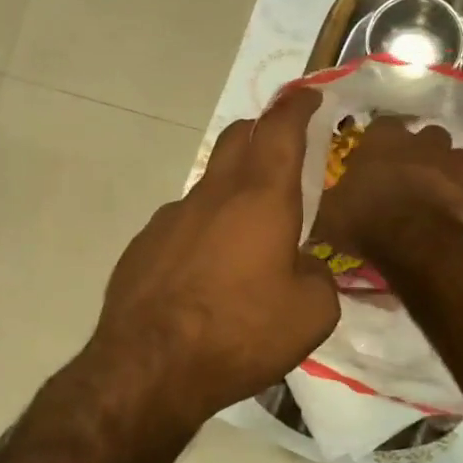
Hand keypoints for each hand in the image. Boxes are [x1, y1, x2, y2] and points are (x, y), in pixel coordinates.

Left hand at [89, 88, 338, 426]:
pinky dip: (203, 229)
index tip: (309, 95)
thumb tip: (303, 265)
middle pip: (237, 138)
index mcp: (261, 198)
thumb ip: (318, 276)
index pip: (281, 129)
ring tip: (248, 233)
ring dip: (232, 189)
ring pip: (208, 183)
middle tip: (282, 148)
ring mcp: (171, 217)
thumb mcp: (311, 314)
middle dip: (262, 131)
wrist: (148, 367)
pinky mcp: (144, 244)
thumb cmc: (239, 334)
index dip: (298, 106)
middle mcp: (213, 195)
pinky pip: (183, 223)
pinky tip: (206, 271)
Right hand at [312, 117, 462, 258]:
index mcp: (384, 138)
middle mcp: (425, 141)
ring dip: (446, 173)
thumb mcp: (329, 213)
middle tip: (405, 178)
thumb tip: (314, 203)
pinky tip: (450, 221)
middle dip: (419, 153)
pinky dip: (462, 203)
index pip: (382, 125)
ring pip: (456, 160)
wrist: (418, 244)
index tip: (372, 159)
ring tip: (431, 198)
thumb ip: (329, 200)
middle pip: (426, 137)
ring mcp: (458, 165)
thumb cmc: (366, 219)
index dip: (378, 142)